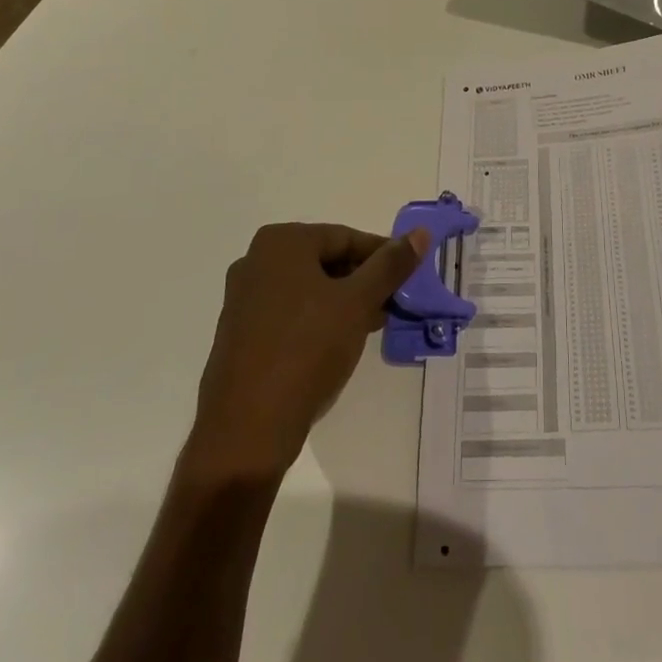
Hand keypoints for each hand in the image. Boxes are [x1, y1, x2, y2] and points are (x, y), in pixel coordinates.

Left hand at [186, 222, 430, 481]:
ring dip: (345, 301)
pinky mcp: (241, 332)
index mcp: (281, 242)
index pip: (346, 237)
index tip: (410, 277)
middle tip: (395, 302)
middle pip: (326, 260)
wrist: (247, 428)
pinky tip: (342, 342)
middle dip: (364, 280)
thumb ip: (390, 265)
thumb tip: (420, 233)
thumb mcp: (358, 303)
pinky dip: (320, 319)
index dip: (383, 256)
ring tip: (375, 324)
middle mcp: (256, 260)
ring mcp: (244, 298)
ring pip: (310, 288)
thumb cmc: (307, 350)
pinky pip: (291, 312)